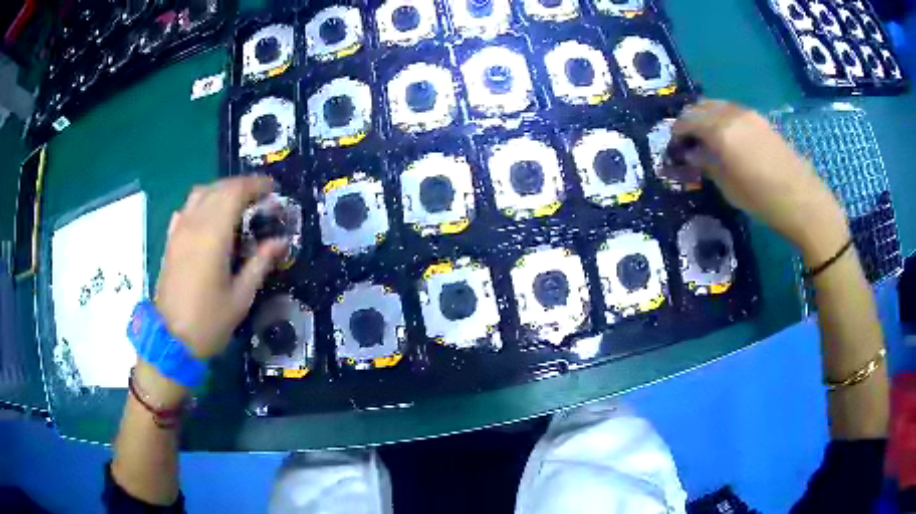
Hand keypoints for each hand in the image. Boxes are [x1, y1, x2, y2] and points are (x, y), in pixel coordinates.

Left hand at [155, 177, 287, 359]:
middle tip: (261, 199)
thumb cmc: (209, 322)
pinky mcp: (171, 241)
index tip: (273, 190)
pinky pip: (186, 209)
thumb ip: (260, 263)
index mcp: (213, 235)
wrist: (170, 341)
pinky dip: (202, 203)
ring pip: (200, 193)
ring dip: (221, 191)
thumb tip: (281, 241)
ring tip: (237, 205)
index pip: (235, 192)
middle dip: (242, 186)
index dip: (256, 185)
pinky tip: (209, 220)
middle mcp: (194, 224)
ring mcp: (179, 231)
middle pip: (218, 187)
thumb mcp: (241, 297)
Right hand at [673, 100, 849, 264]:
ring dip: (706, 118)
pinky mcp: (760, 120)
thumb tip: (692, 154)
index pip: (686, 120)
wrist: (803, 200)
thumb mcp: (728, 187)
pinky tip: (727, 139)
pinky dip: (722, 119)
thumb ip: (706, 165)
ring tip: (707, 141)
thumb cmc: (763, 200)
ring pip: (716, 105)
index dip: (676, 133)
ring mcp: (748, 114)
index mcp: (719, 131)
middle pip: (700, 107)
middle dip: (689, 122)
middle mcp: (731, 114)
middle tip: (688, 144)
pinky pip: (732, 111)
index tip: (674, 149)